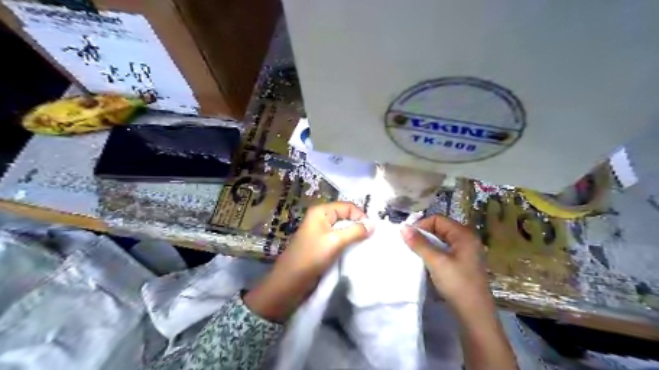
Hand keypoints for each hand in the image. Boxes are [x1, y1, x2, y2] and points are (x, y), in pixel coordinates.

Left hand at [242, 203, 374, 320]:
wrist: (291, 281)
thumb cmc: (312, 256)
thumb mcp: (335, 241)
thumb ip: (355, 231)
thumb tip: (373, 225)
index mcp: (321, 211)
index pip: (347, 206)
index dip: (360, 216)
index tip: (371, 231)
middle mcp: (321, 218)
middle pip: (345, 216)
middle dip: (358, 225)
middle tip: (370, 238)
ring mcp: (320, 231)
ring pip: (343, 228)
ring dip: (354, 235)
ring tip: (364, 244)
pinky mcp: (321, 244)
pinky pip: (338, 238)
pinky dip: (347, 243)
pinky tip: (354, 250)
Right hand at [399, 215, 490, 316]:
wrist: (474, 314)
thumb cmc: (457, 283)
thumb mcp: (436, 261)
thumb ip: (419, 243)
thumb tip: (403, 228)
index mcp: (464, 234)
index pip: (437, 219)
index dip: (421, 225)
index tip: (408, 237)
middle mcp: (467, 239)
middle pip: (440, 228)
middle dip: (423, 235)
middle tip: (409, 245)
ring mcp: (466, 251)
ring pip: (441, 240)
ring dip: (427, 245)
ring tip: (416, 254)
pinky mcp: (463, 263)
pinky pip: (445, 250)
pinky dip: (434, 253)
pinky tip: (426, 262)